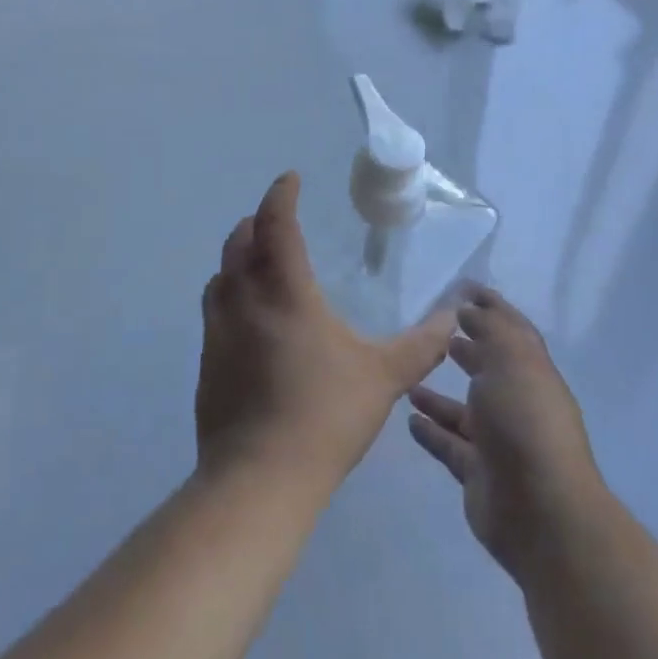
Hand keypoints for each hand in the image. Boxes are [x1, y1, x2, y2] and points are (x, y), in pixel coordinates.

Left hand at [197, 173, 453, 490]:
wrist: (258, 478)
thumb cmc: (324, 416)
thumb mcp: (383, 378)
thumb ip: (420, 345)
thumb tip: (451, 318)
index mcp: (284, 293)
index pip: (275, 225)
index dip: (281, 196)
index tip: (290, 180)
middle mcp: (244, 302)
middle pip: (238, 243)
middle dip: (256, 222)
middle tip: (276, 219)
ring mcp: (218, 332)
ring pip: (220, 277)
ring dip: (236, 258)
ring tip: (258, 262)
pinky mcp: (206, 363)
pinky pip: (214, 311)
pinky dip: (228, 295)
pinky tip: (249, 320)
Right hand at [407, 285, 606, 582]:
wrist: (541, 511)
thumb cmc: (525, 423)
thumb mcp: (511, 362)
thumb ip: (490, 331)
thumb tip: (471, 309)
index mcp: (531, 372)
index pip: (511, 330)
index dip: (491, 307)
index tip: (463, 288)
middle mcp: (516, 403)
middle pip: (488, 369)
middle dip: (467, 348)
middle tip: (434, 331)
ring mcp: (498, 441)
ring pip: (464, 411)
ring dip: (439, 395)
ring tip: (409, 376)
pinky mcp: (479, 473)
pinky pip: (450, 445)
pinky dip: (432, 431)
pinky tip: (409, 419)